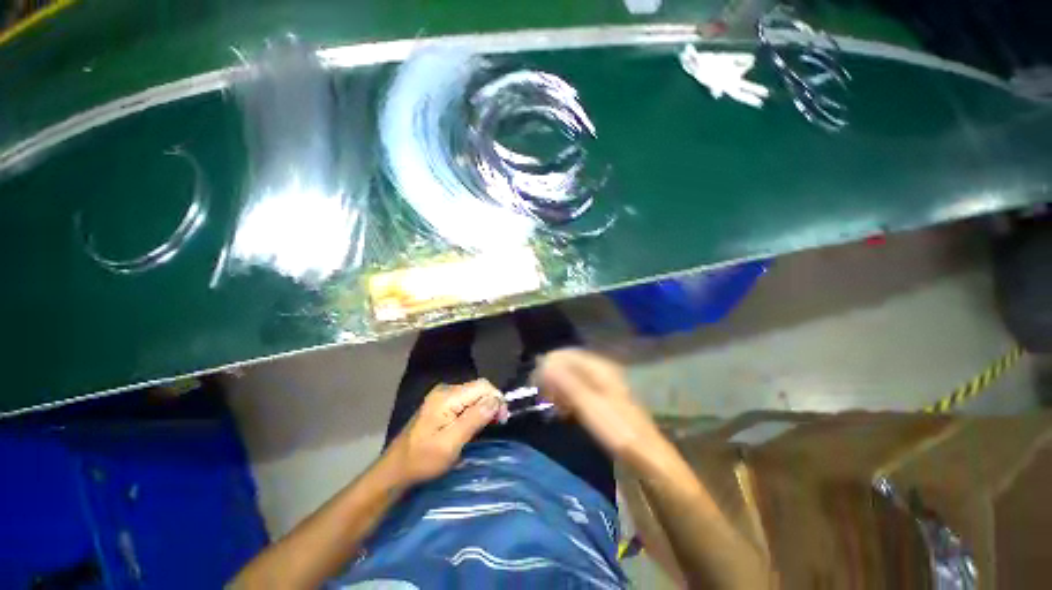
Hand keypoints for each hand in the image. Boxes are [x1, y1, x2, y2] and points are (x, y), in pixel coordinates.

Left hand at [386, 379, 504, 484]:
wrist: (396, 469)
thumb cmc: (423, 459)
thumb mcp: (451, 443)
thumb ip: (474, 419)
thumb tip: (496, 401)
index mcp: (447, 396)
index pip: (483, 386)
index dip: (497, 399)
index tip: (502, 420)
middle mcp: (445, 389)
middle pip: (479, 387)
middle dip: (492, 402)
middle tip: (498, 424)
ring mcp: (442, 395)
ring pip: (474, 393)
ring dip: (485, 406)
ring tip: (489, 425)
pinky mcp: (441, 403)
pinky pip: (466, 399)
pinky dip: (476, 409)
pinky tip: (476, 422)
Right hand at [533, 349, 662, 464]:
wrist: (646, 455)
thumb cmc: (616, 428)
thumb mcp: (588, 404)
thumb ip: (566, 382)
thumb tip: (544, 362)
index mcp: (598, 367)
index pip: (567, 354)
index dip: (548, 365)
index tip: (534, 383)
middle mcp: (600, 371)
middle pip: (568, 365)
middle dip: (552, 378)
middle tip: (541, 397)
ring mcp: (602, 385)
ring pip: (572, 379)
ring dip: (558, 389)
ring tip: (550, 406)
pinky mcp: (601, 400)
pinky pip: (578, 391)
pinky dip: (567, 398)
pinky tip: (563, 412)